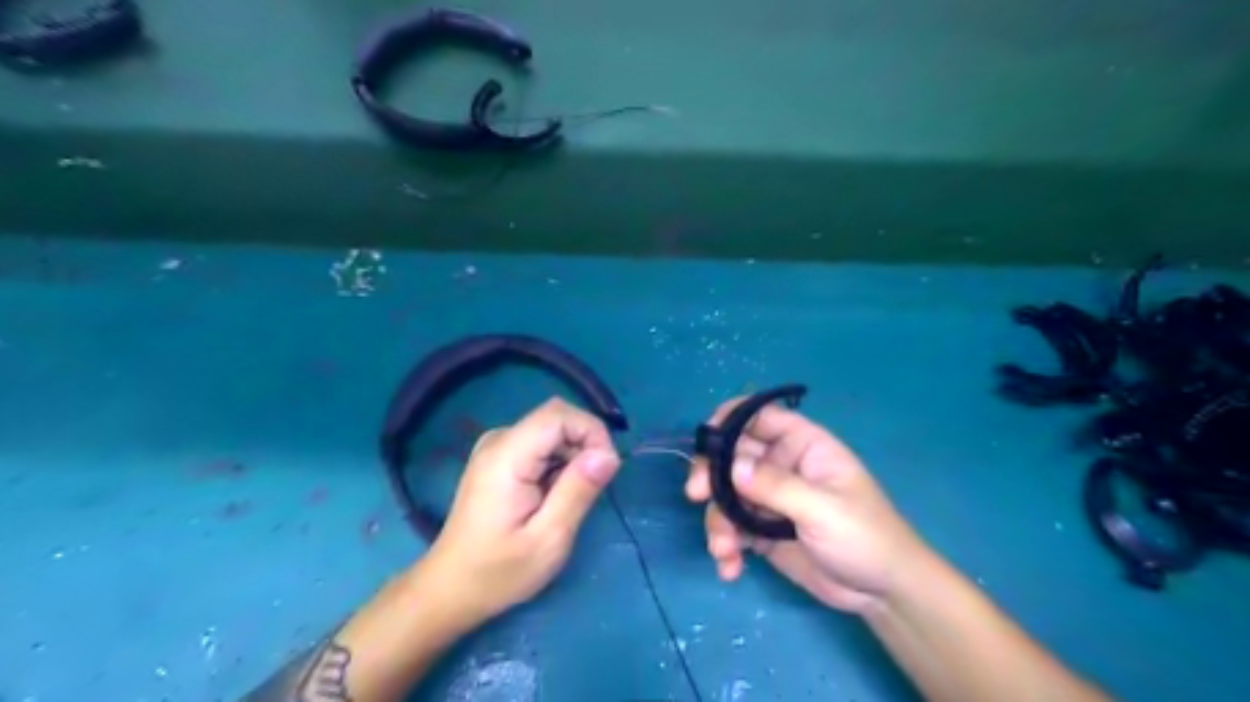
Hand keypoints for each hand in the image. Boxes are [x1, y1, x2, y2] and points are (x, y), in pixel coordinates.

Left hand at [420, 397, 618, 623]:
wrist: (450, 588)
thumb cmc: (498, 571)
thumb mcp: (549, 539)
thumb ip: (579, 491)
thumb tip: (609, 454)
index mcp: (506, 456)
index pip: (560, 415)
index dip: (592, 432)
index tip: (606, 469)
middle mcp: (499, 440)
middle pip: (557, 418)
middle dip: (585, 445)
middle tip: (591, 488)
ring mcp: (497, 446)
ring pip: (553, 430)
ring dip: (573, 456)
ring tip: (568, 499)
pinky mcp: (500, 457)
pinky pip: (541, 443)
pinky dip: (559, 462)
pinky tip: (554, 496)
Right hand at [688, 396, 921, 614]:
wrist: (883, 593)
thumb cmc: (864, 536)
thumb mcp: (823, 509)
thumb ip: (776, 486)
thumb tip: (730, 465)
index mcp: (802, 445)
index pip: (760, 417)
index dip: (730, 419)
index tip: (705, 440)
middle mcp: (781, 466)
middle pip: (732, 455)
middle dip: (711, 475)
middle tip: (695, 495)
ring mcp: (769, 499)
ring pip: (726, 495)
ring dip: (718, 520)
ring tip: (723, 550)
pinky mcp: (762, 531)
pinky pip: (732, 528)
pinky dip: (726, 546)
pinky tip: (731, 568)